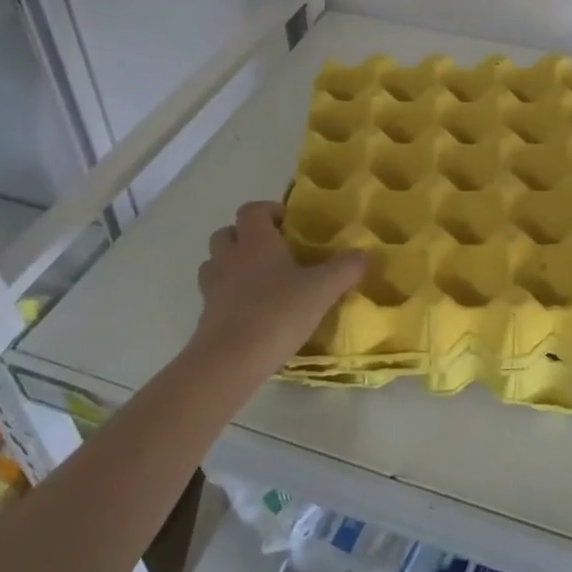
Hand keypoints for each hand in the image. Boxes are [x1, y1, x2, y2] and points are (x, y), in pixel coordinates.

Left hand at [191, 201, 368, 374]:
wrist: (230, 361)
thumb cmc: (278, 313)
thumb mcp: (322, 290)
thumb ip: (346, 269)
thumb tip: (365, 253)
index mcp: (256, 242)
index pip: (252, 210)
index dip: (268, 210)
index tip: (288, 223)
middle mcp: (230, 258)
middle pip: (226, 233)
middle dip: (245, 236)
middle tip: (272, 250)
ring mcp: (213, 288)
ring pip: (214, 263)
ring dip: (231, 264)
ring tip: (257, 279)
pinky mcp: (205, 317)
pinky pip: (214, 295)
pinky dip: (227, 296)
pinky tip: (250, 312)